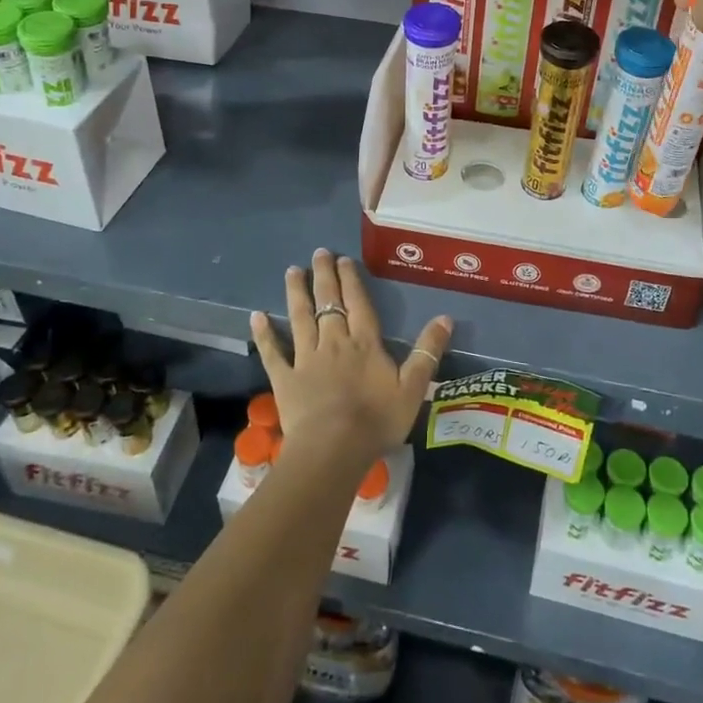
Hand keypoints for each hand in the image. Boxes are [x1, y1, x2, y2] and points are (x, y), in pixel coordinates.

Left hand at [250, 250, 452, 471]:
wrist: (334, 449)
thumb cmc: (377, 420)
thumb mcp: (413, 387)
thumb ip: (428, 351)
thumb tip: (446, 317)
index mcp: (364, 343)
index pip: (358, 303)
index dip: (351, 280)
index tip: (344, 259)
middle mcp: (334, 342)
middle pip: (328, 302)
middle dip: (324, 276)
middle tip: (318, 253)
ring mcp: (306, 358)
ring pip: (300, 318)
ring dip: (296, 293)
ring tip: (292, 270)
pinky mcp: (285, 379)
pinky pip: (273, 352)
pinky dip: (264, 334)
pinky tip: (256, 316)